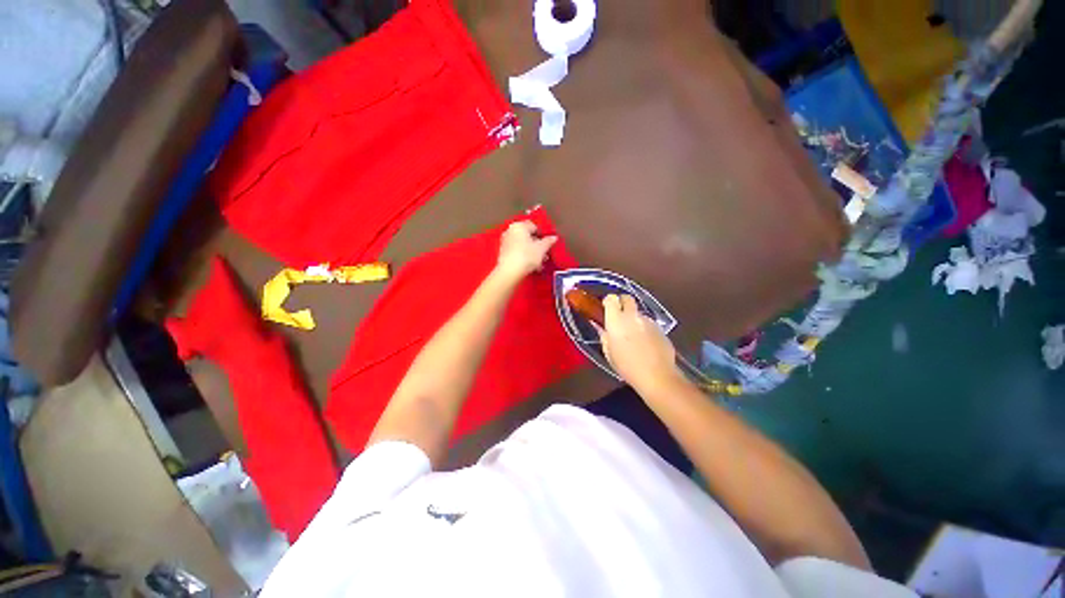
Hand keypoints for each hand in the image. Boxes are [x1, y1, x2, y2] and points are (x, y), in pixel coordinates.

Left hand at [494, 220, 557, 282]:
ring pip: (522, 245)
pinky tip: (531, 265)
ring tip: (539, 262)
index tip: (547, 243)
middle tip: (544, 253)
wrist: (510, 271)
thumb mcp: (542, 248)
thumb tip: (553, 238)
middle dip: (537, 245)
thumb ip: (548, 241)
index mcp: (519, 226)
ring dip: (531, 252)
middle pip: (527, 236)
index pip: (534, 226)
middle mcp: (510, 231)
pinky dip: (524, 256)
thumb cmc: (526, 256)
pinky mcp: (503, 253)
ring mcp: (505, 242)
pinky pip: (517, 252)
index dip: (542, 234)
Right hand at [597, 294, 682, 390]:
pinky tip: (645, 343)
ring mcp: (648, 321)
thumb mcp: (609, 352)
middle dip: (622, 302)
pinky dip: (644, 328)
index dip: (608, 301)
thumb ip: (604, 336)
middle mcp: (633, 316)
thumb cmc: (627, 366)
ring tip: (633, 335)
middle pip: (627, 298)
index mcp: (617, 321)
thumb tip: (601, 327)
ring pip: (638, 313)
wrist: (657, 376)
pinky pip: (648, 323)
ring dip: (634, 319)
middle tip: (618, 315)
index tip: (606, 308)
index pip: (611, 299)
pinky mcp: (660, 328)